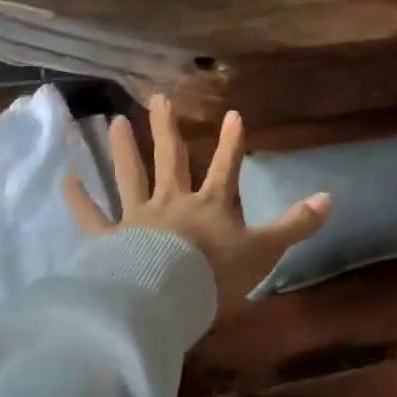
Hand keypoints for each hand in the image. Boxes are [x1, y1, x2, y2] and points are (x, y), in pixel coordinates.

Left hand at [63, 94, 331, 287]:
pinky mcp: (109, 240)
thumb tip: (330, 198)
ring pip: (130, 176)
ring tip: (114, 122)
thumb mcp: (264, 250)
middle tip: (159, 98)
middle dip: (168, 129)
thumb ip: (295, 225)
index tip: (234, 113)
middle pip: (171, 159)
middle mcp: (172, 202)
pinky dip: (78, 200)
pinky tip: (66, 179)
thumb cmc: (216, 274)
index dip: (232, 141)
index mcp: (209, 204)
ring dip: (123, 150)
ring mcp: (138, 218)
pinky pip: (91, 217)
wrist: (166, 298)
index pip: (226, 166)